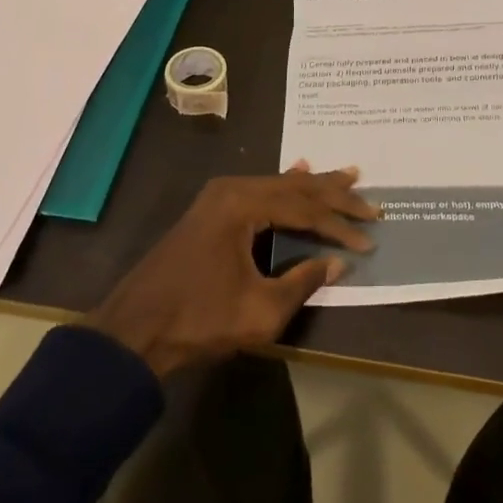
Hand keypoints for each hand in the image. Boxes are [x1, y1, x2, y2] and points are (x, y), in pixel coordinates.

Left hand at [86, 165, 376, 378]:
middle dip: (333, 196)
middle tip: (369, 198)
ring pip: (278, 186)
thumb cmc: (198, 320)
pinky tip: (299, 171)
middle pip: (294, 188)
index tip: (369, 239)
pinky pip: (260, 191)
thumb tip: (339, 263)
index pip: (304, 209)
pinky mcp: (211, 210)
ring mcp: (219, 196)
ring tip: (347, 178)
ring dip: (313, 188)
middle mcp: (233, 189)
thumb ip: (303, 281)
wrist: (133, 331)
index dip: (339, 226)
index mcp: (243, 204)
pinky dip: (286, 189)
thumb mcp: (260, 311)